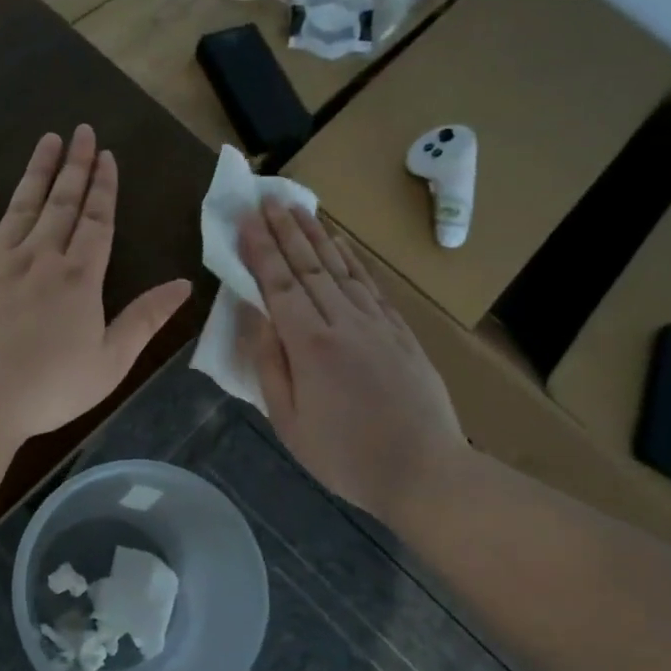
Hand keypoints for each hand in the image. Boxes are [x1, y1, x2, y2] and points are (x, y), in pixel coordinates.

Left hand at [0, 126, 192, 439]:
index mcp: (78, 278)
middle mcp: (38, 258)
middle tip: (82, 131)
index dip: (104, 188)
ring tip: (47, 140)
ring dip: (35, 172)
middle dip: (74, 166)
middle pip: (60, 204)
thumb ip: (145, 319)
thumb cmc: (48, 388)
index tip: (107, 156)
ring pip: (20, 207)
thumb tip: (184, 285)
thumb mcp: (111, 362)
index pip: (96, 222)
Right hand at [239, 201, 468, 527]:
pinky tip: (341, 243)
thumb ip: (269, 365)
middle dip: (285, 230)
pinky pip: (370, 285)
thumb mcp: (288, 422)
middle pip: (309, 267)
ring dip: (317, 235)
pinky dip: (353, 259)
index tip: (245, 219)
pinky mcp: (401, 332)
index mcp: (310, 346)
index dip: (260, 251)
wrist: (425, 472)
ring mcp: (377, 324)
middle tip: (267, 198)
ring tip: (299, 207)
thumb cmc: (345, 456)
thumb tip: (255, 318)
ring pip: (341, 268)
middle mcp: (344, 323)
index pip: (279, 286)